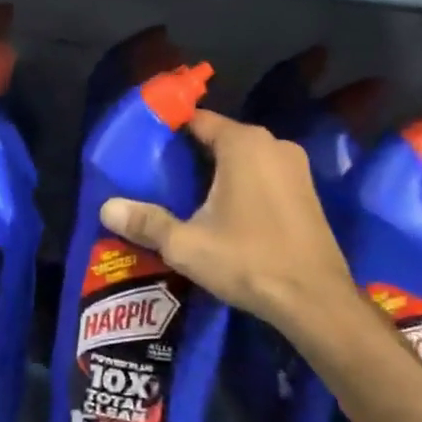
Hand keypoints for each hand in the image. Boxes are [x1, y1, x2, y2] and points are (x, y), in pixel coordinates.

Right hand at [100, 108, 353, 332]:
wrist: (316, 301)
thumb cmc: (249, 261)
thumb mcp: (187, 245)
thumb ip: (146, 222)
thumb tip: (105, 208)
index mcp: (243, 143)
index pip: (198, 120)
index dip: (170, 131)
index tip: (146, 147)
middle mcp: (273, 144)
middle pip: (221, 138)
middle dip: (192, 154)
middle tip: (160, 177)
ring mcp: (295, 168)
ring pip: (245, 158)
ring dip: (219, 172)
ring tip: (187, 196)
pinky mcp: (307, 192)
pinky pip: (265, 175)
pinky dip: (243, 185)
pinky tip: (225, 213)